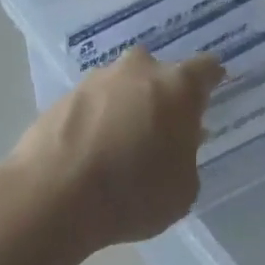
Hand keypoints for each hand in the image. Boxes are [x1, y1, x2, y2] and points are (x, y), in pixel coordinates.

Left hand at [7, 48, 223, 251]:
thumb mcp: (183, 189)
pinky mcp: (63, 96)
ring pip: (123, 84)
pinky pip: (93, 102)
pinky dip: (99, 118)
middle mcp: (137, 70)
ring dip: (128, 104)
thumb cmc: (133, 193)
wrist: (52, 195)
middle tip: (165, 125)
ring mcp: (96, 80)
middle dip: (164, 93)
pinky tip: (95, 147)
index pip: (206, 69)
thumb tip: (178, 142)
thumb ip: (187, 157)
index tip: (211, 94)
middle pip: (159, 72)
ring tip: (125, 140)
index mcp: (177, 86)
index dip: (211, 81)